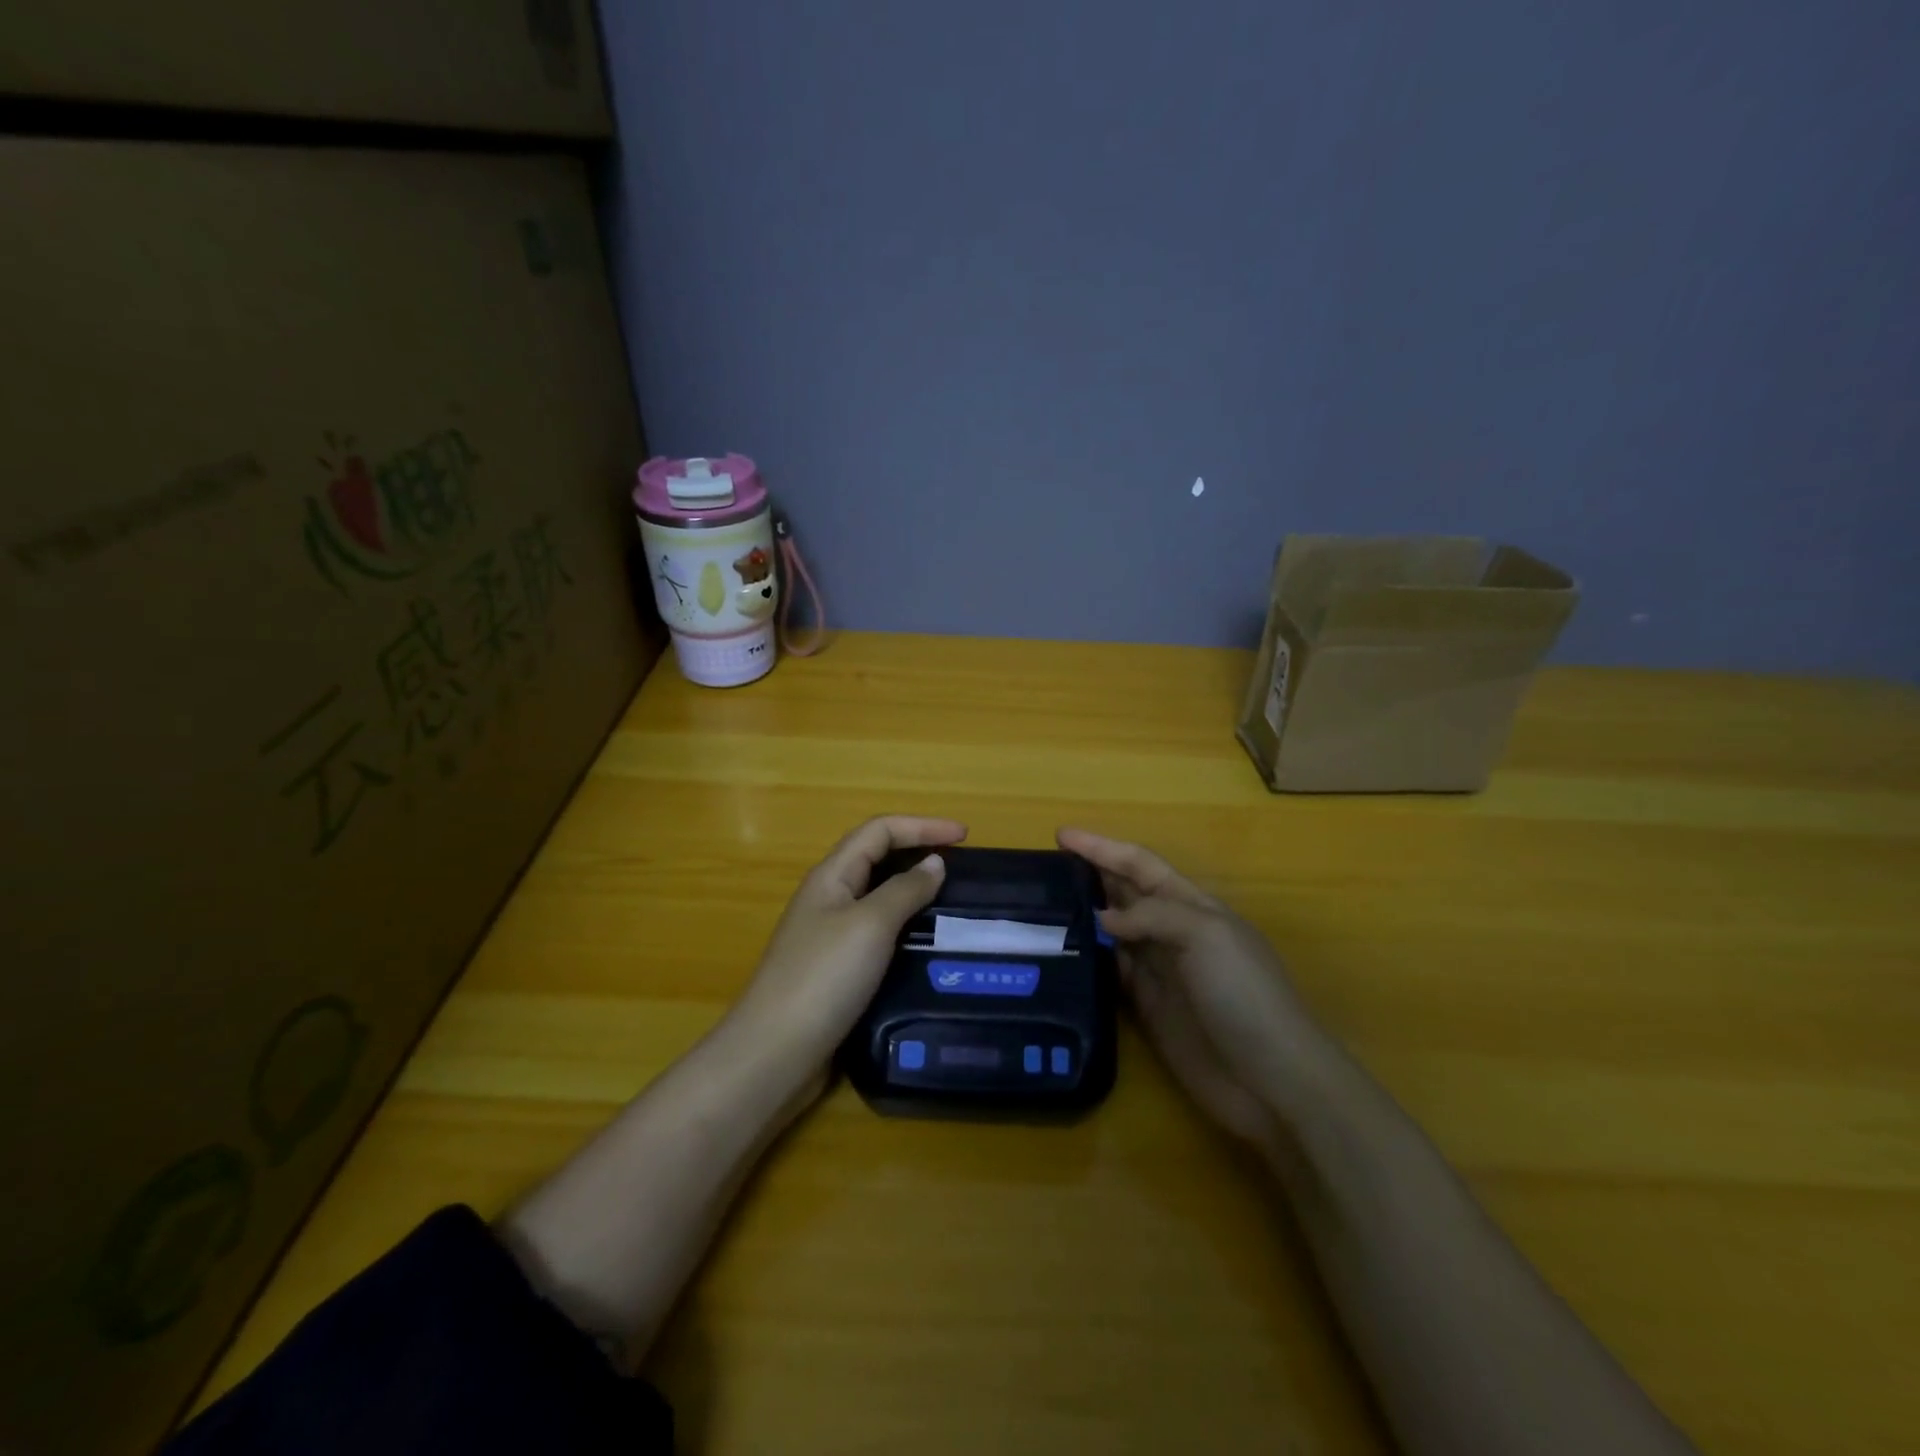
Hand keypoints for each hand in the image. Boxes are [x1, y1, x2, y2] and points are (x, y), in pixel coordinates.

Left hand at [736, 815, 967, 1073]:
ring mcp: (830, 934)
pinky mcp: (836, 968)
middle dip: (918, 850)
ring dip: (913, 889)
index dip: (922, 825)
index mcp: (831, 875)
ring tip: (952, 901)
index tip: (965, 835)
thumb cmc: (823, 977)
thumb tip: (934, 863)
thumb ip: (904, 890)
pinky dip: (905, 926)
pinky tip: (926, 943)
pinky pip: (877, 932)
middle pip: (876, 857)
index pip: (879, 830)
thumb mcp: (870, 925)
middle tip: (961, 865)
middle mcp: (828, 897)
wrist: (775, 1052)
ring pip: (878, 896)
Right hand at [1058, 828, 1317, 1156]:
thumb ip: (1152, 916)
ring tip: (1040, 906)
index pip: (1140, 864)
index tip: (1060, 835)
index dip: (1102, 847)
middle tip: (1042, 869)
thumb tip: (1101, 918)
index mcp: (1193, 905)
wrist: (1271, 1080)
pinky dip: (1086, 959)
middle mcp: (1172, 932)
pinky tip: (1059, 953)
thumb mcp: (1207, 936)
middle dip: (1089, 874)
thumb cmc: (1245, 994)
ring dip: (1083, 915)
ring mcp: (1159, 971)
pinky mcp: (1147, 1008)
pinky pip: (1110, 972)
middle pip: (1124, 892)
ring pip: (1112, 931)